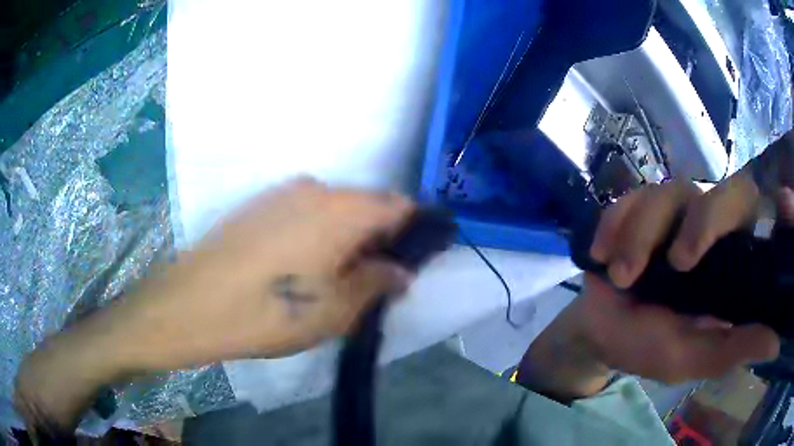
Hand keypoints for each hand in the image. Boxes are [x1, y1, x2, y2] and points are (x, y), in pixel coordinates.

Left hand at [15, 178, 414, 431]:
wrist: (190, 304)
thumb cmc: (267, 313)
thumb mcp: (335, 311)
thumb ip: (377, 283)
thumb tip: (402, 271)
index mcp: (341, 210)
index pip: (399, 205)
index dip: (415, 229)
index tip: (417, 257)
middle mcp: (315, 189)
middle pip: (366, 205)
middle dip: (380, 237)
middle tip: (377, 278)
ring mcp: (282, 193)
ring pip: (334, 208)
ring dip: (347, 236)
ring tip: (337, 277)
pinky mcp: (258, 205)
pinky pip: (305, 212)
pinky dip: (319, 233)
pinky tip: (301, 267)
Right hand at [520, 172, 786, 400]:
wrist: (598, 330)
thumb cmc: (646, 345)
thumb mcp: (689, 357)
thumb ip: (731, 349)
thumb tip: (775, 344)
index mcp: (730, 261)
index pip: (761, 222)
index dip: (775, 206)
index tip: (785, 205)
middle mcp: (710, 226)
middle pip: (725, 191)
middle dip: (703, 222)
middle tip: (677, 262)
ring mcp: (674, 211)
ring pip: (670, 193)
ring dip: (642, 235)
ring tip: (619, 276)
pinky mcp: (638, 205)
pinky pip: (631, 196)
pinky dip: (615, 223)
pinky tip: (601, 253)